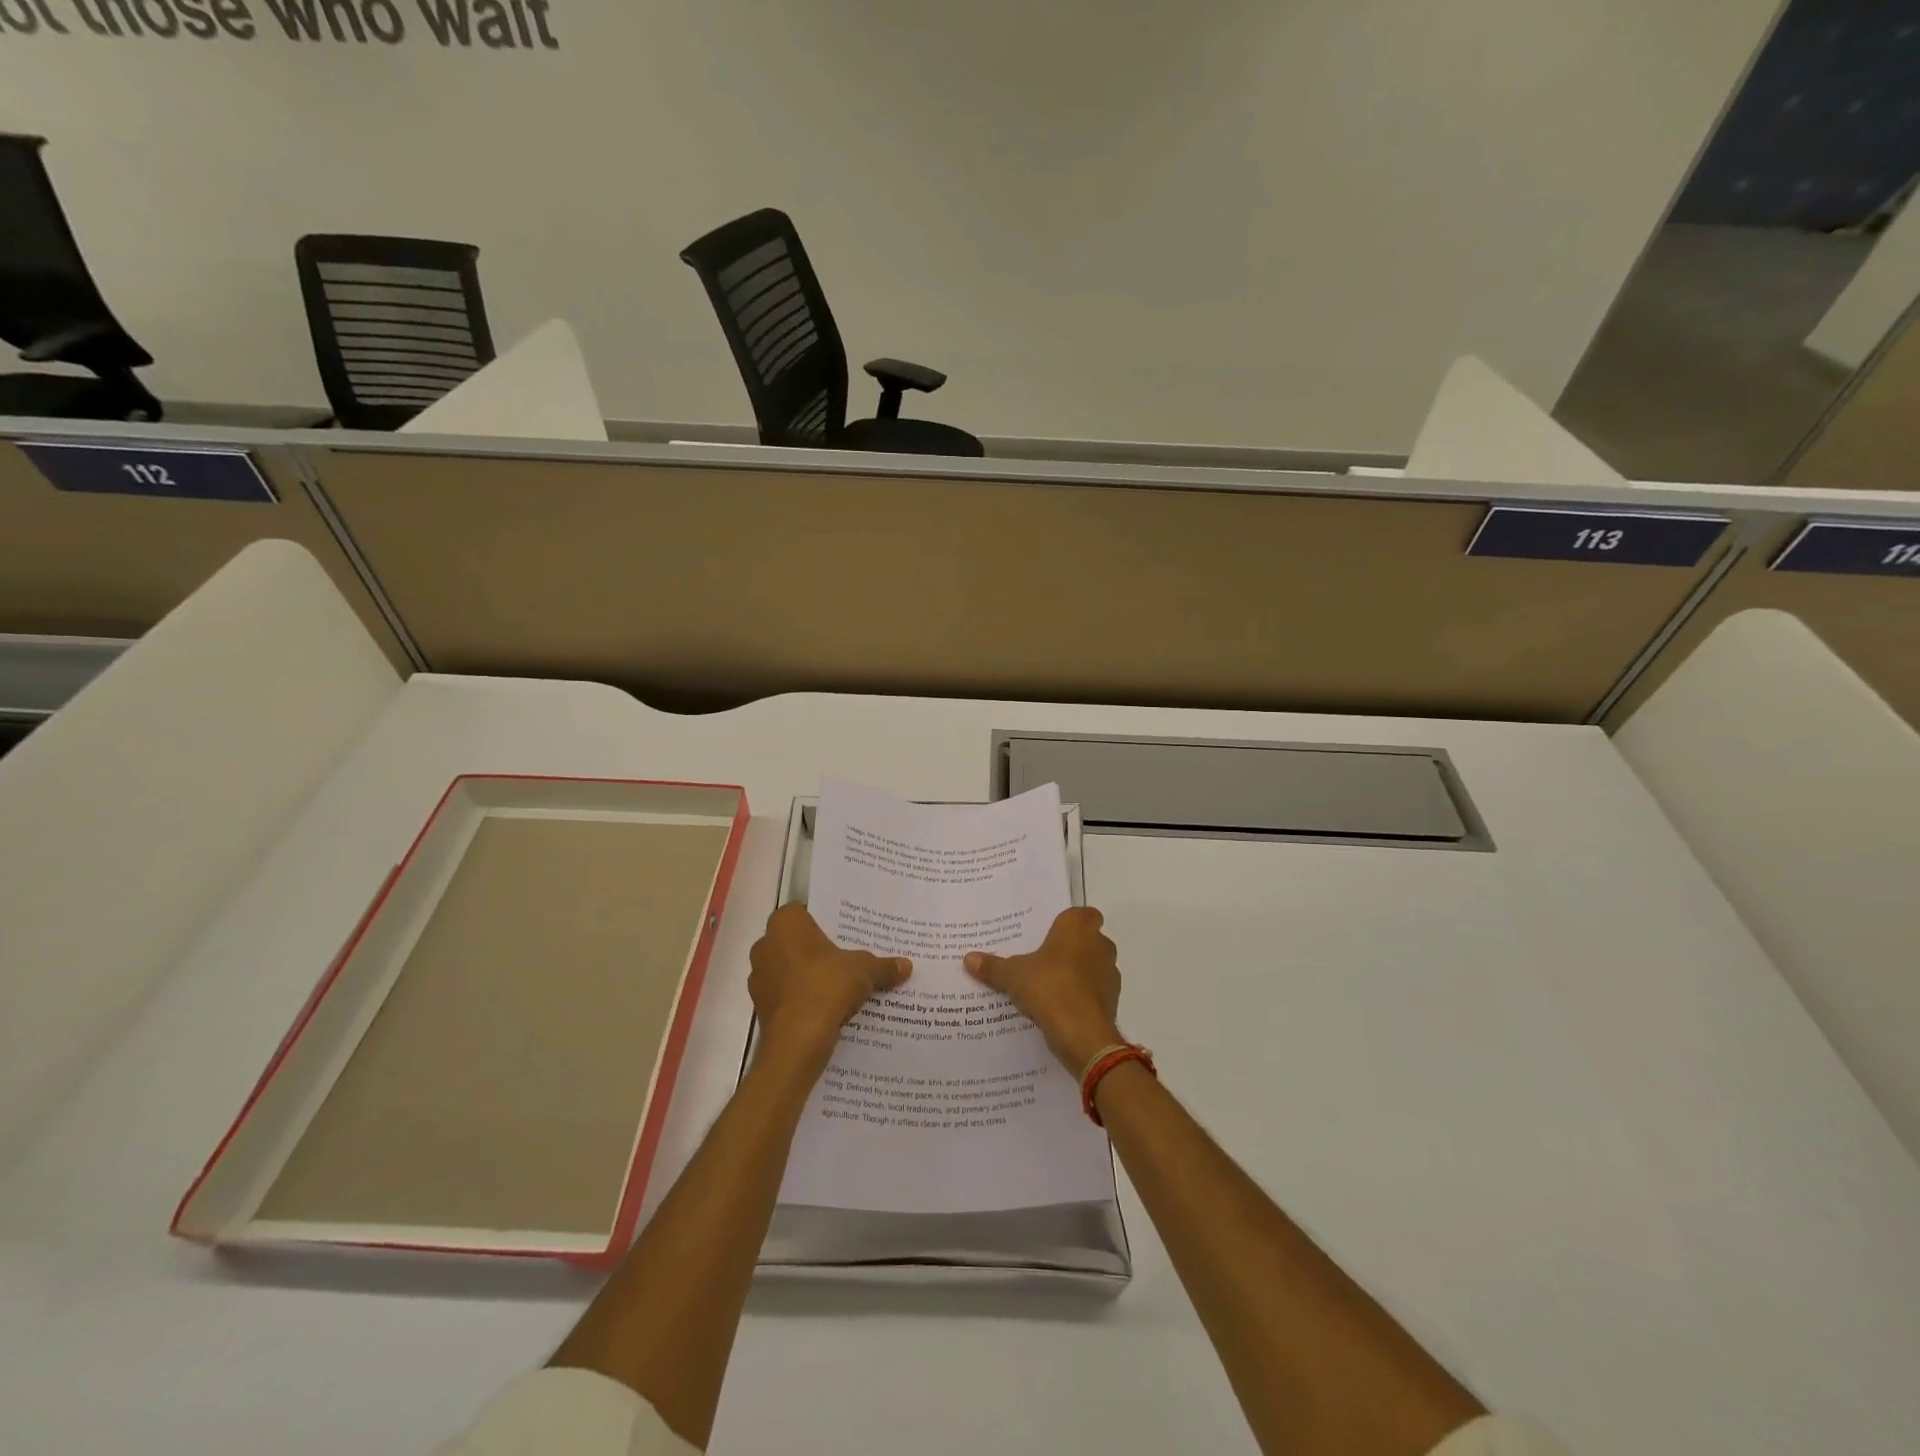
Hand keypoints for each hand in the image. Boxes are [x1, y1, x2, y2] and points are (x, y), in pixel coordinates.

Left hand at [749, 904, 910, 1063]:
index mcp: (785, 924)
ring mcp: (759, 977)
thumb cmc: (827, 987)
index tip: (846, 932)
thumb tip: (907, 965)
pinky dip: (803, 998)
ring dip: (809, 976)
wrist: (797, 1041)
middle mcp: (765, 945)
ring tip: (840, 985)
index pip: (805, 911)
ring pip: (790, 969)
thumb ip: (883, 966)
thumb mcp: (865, 970)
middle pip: (797, 941)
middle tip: (847, 957)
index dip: (826, 921)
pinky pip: (787, 995)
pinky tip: (826, 1008)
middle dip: (819, 950)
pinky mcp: (761, 1007)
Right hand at [965, 907, 1122, 1074]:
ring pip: (1093, 966)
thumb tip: (968, 958)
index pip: (1083, 914)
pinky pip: (1094, 992)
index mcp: (1078, 928)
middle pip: (1088, 940)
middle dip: (1071, 949)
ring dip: (1078, 974)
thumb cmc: (1049, 987)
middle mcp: (1100, 944)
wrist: (1082, 1033)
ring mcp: (1110, 974)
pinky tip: (1060, 1008)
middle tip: (1044, 959)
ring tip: (1049, 986)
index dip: (1069, 923)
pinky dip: (1082, 997)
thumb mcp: (1013, 975)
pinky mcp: (1113, 1001)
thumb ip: (993, 966)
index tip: (1050, 934)